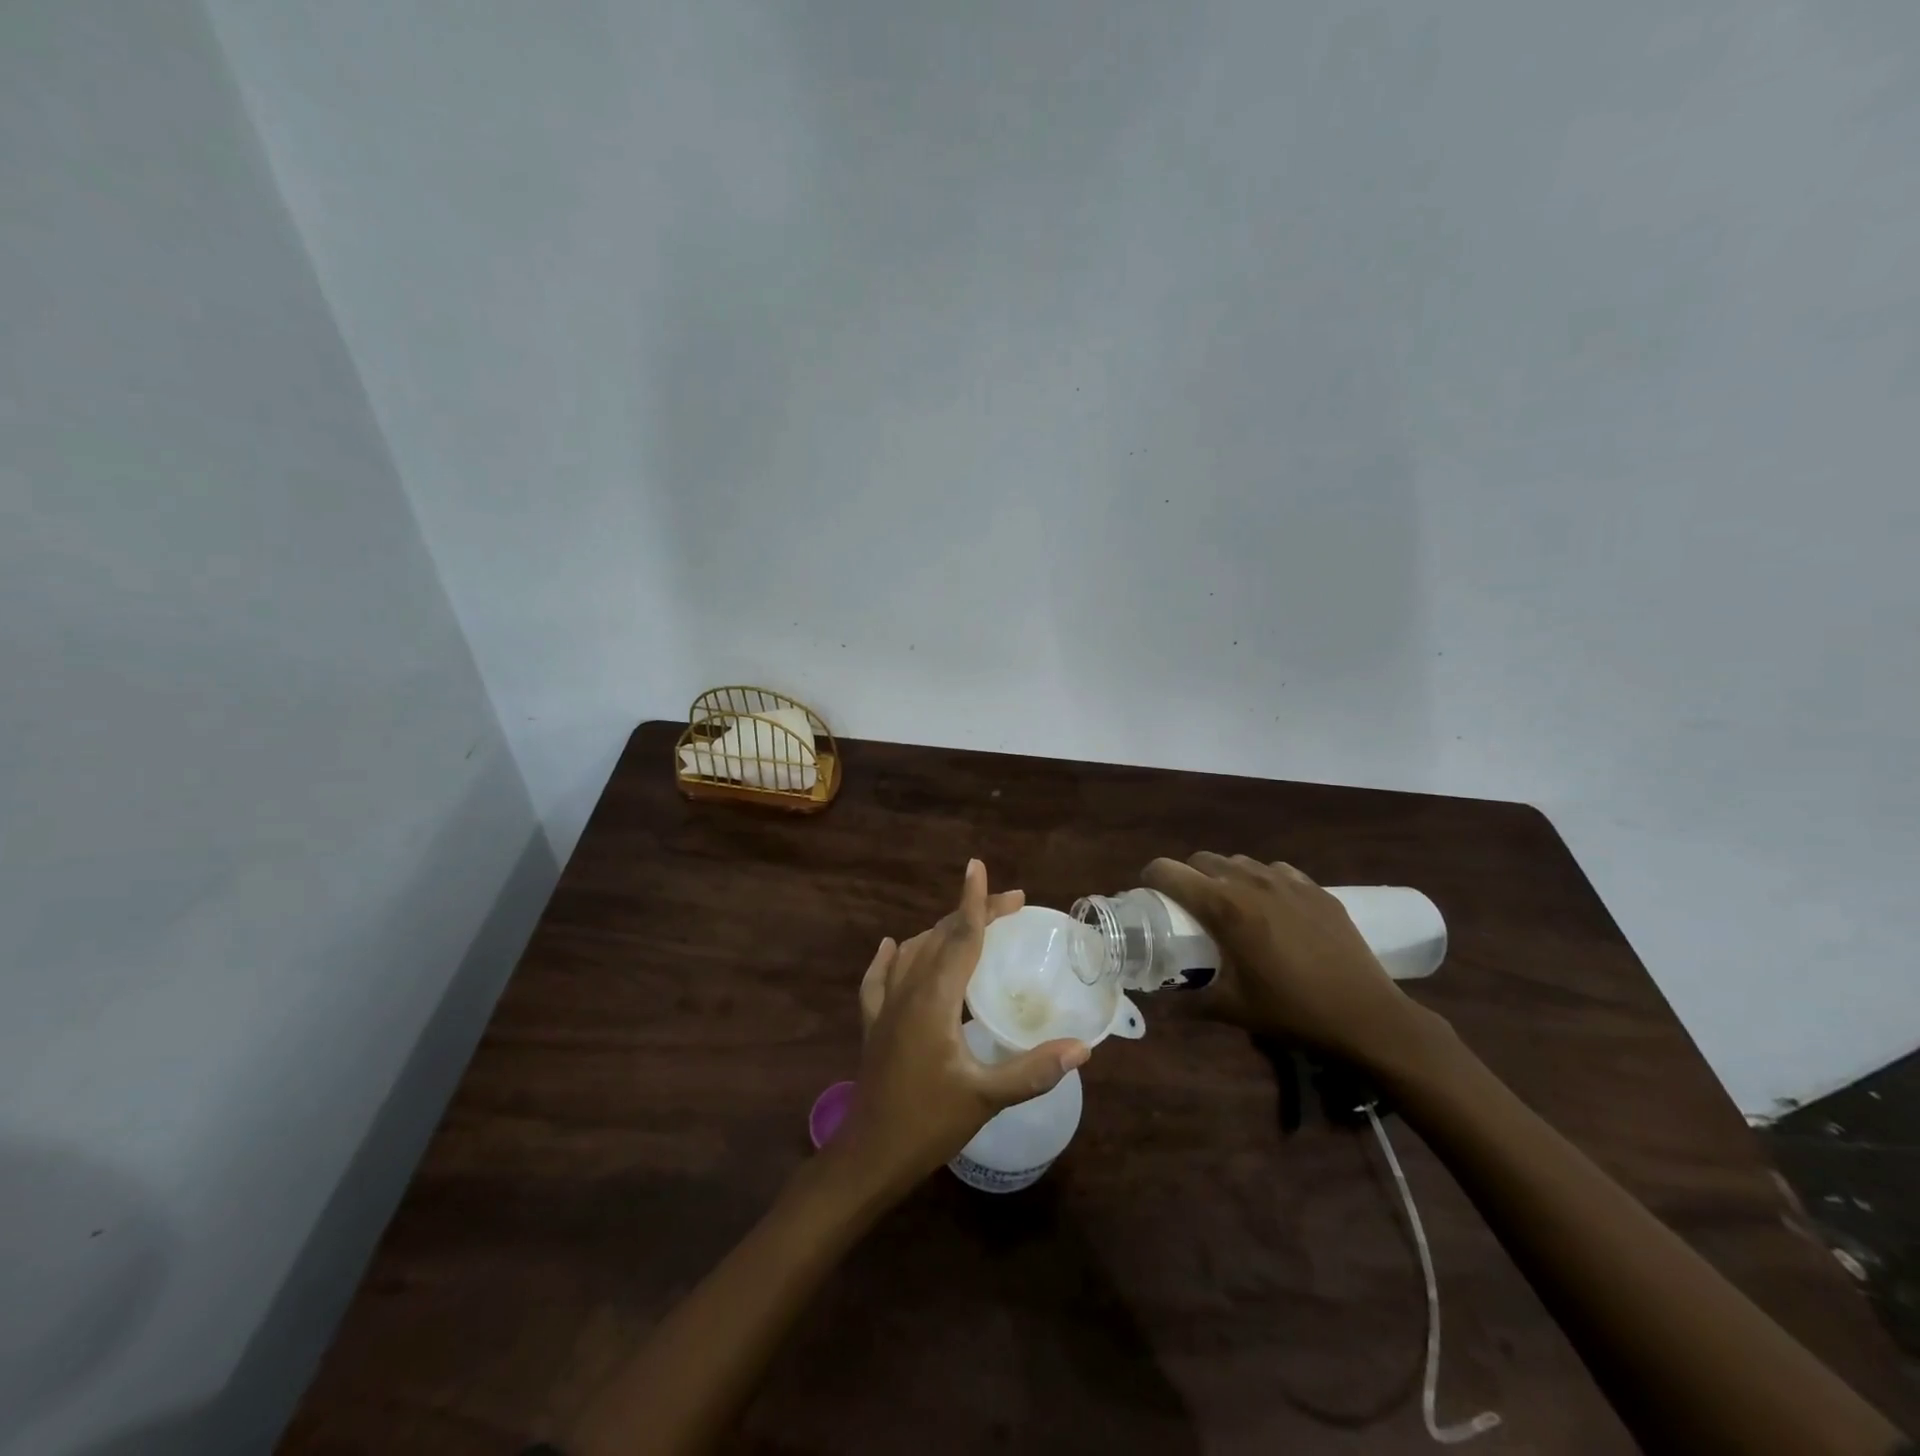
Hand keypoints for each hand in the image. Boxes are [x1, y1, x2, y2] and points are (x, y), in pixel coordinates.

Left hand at [834, 860, 1089, 1199]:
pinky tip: (892, 948)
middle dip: (973, 914)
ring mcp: (886, 1006)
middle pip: (941, 937)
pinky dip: (891, 958)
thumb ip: (1032, 1071)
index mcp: (934, 999)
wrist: (868, 1156)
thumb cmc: (927, 1124)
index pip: (960, 936)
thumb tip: (1081, 1048)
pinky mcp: (874, 1024)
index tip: (980, 867)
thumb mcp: (985, 1099)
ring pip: (914, 952)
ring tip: (970, 925)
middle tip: (1010, 906)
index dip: (975, 901)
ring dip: (942, 932)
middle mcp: (908, 991)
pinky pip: (880, 978)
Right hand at [1141, 852, 1438, 1069]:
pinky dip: (1262, 882)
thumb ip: (1191, 1001)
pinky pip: (1276, 871)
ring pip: (1239, 862)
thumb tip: (1164, 1003)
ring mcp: (1287, 881)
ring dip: (1225, 877)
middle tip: (1190, 908)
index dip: (1151, 878)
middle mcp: (1250, 882)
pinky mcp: (1316, 889)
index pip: (1168, 871)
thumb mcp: (1233, 1010)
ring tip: (1232, 907)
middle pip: (1202, 859)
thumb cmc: (1292, 1012)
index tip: (1150, 896)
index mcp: (1223, 907)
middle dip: (1188, 876)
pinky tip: (1273, 909)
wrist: (1367, 1016)